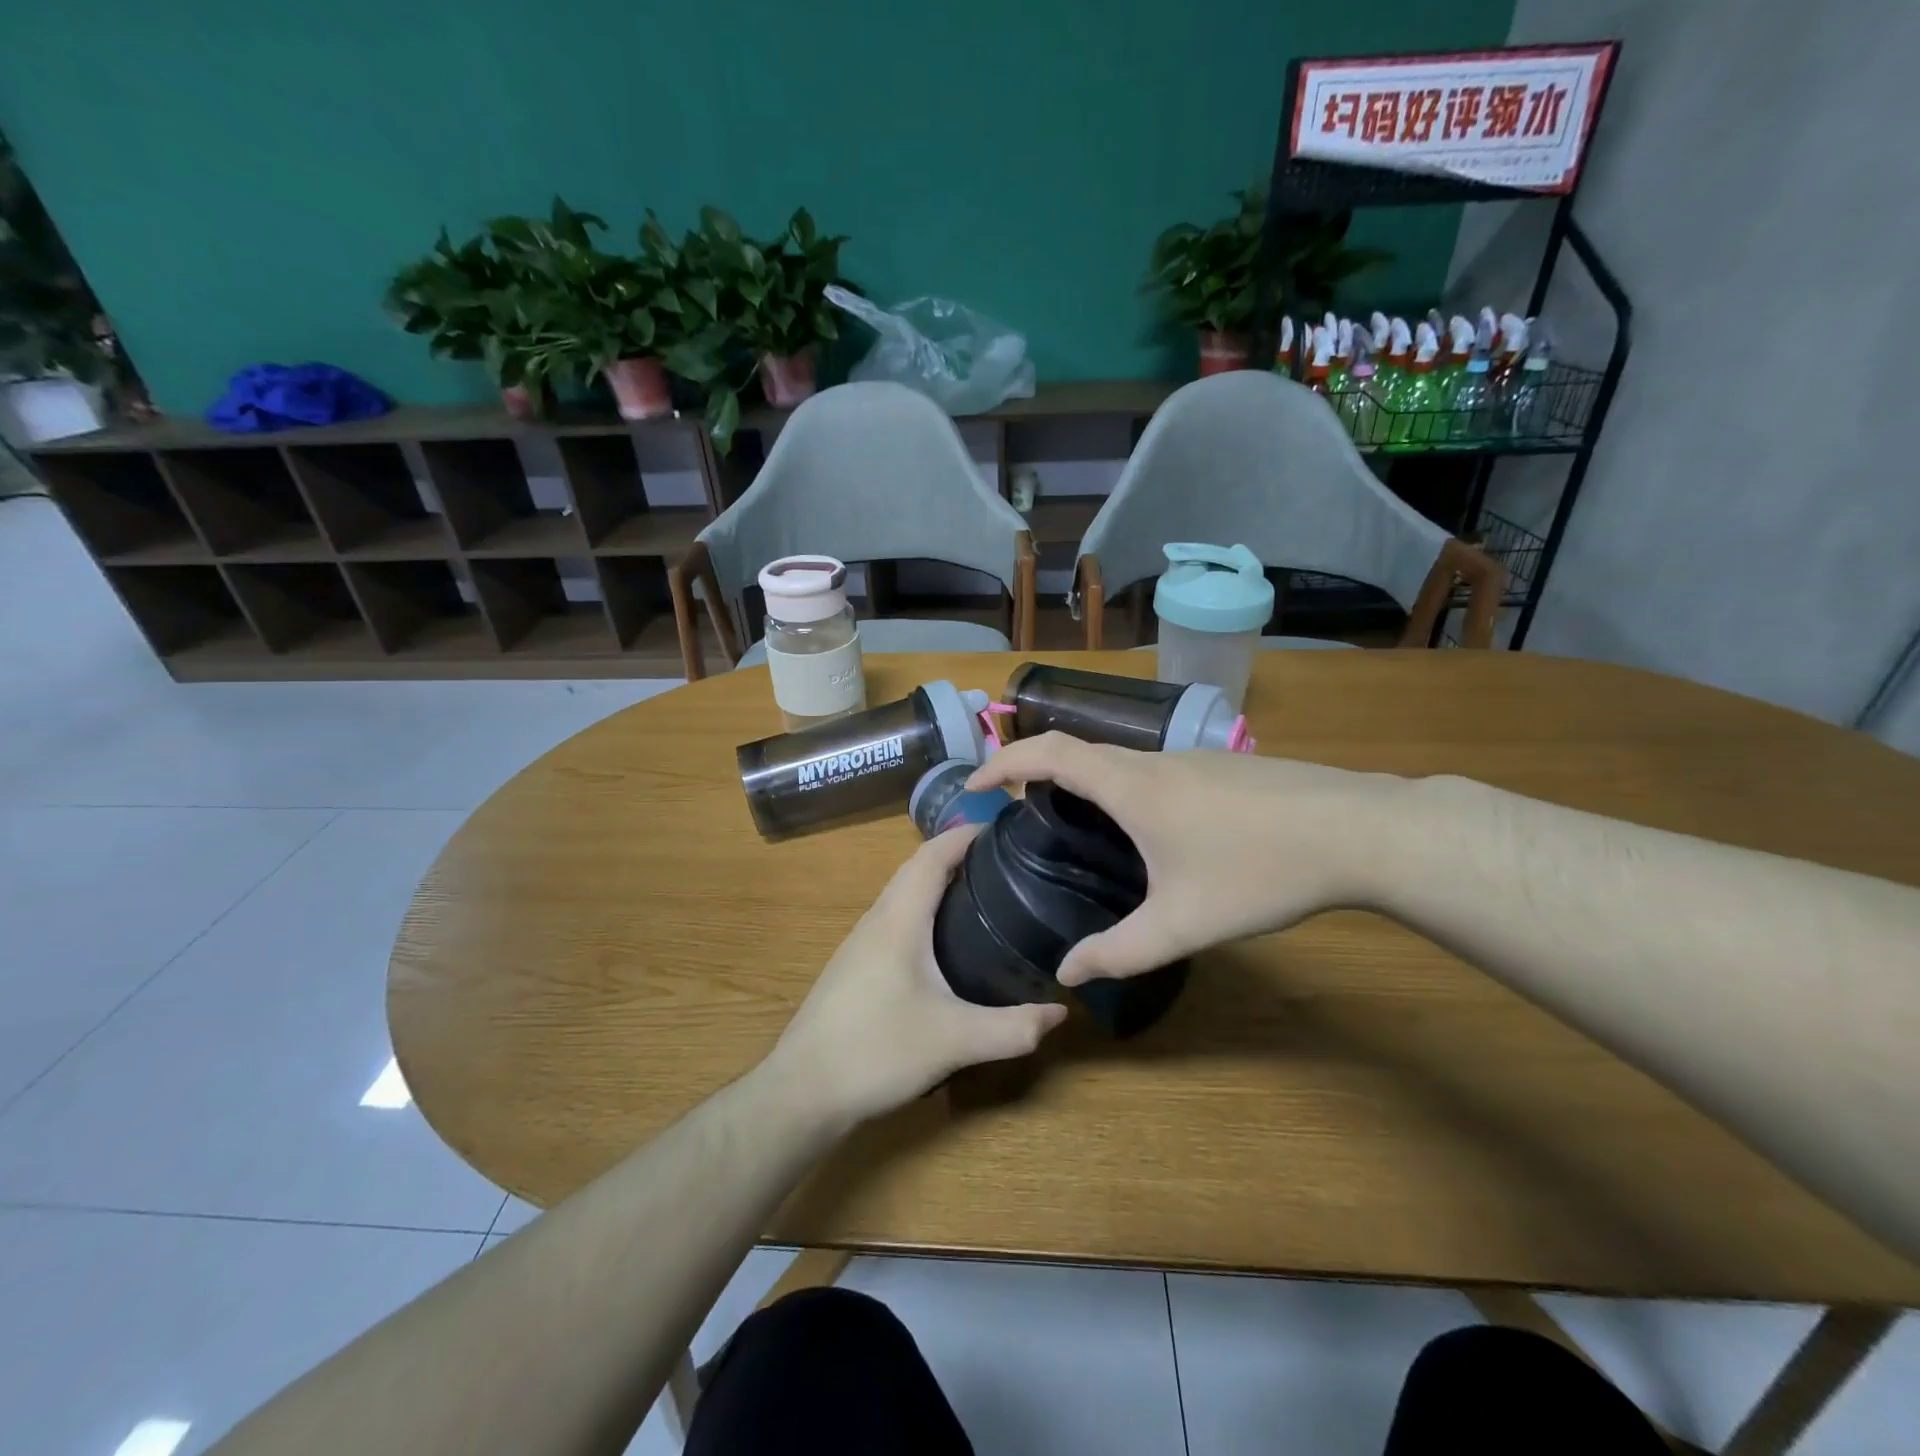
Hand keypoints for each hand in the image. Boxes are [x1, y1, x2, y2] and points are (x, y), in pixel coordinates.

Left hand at [767, 826, 1067, 1129]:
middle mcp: (877, 919)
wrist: (803, 1090)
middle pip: (916, 868)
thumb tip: (1060, 1012)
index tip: (1005, 829)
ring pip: (903, 894)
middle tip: (1005, 862)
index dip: (966, 835)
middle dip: (958, 855)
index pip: (932, 855)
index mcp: (899, 919)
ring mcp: (860, 943)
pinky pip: (895, 919)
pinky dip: (924, 910)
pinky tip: (945, 941)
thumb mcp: (955, 1041)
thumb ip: (1013, 1028)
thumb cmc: (876, 1050)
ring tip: (983, 893)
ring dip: (938, 882)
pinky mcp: (855, 966)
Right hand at [969, 734, 1397, 984]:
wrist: (1360, 830)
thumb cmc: (1260, 869)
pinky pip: (1153, 768)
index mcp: (1131, 786)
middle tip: (1017, 808)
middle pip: (1078, 749)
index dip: (1003, 761)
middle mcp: (1154, 760)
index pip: (1048, 753)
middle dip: (1036, 770)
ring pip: (1119, 759)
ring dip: (1083, 779)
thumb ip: (1120, 951)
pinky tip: (1148, 830)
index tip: (976, 783)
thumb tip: (1066, 974)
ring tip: (1073, 822)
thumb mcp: (1183, 923)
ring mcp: (1193, 758)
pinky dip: (1123, 786)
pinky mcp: (1223, 767)